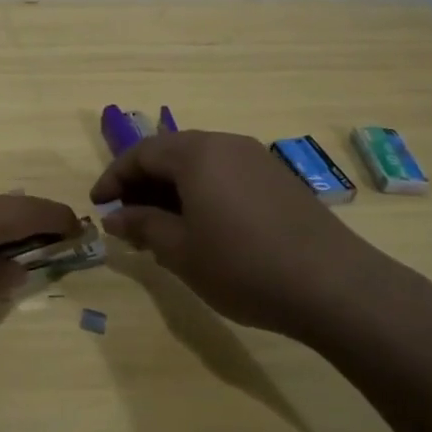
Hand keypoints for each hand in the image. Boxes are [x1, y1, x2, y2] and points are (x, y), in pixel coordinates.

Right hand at [90, 130, 388, 334]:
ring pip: (200, 164)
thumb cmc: (243, 266)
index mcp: (196, 153)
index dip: (113, 178)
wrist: (334, 286)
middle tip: (125, 216)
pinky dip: (201, 192)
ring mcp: (257, 159)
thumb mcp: (180, 250)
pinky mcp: (279, 179)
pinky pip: (225, 175)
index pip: (141, 153)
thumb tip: (115, 217)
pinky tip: (202, 227)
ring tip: (159, 225)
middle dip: (142, 182)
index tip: (97, 206)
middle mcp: (226, 145)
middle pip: (171, 153)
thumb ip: (142, 226)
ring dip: (172, 189)